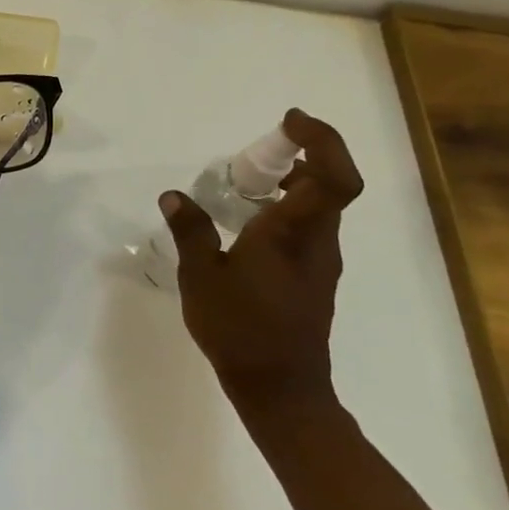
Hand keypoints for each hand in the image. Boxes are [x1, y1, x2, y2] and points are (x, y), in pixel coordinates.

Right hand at [158, 109, 363, 413]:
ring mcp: (321, 260)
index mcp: (293, 233)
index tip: (288, 122)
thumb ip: (190, 231)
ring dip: (292, 184)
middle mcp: (318, 241)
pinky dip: (286, 210)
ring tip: (243, 188)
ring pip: (320, 206)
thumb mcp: (201, 276)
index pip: (333, 176)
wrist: (280, 387)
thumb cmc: (239, 327)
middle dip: (299, 156)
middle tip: (252, 156)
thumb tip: (174, 196)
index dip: (322, 139)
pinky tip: (246, 227)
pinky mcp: (315, 277)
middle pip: (330, 184)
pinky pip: (308, 228)